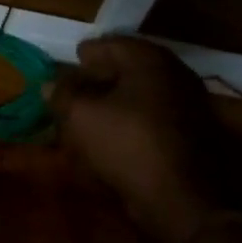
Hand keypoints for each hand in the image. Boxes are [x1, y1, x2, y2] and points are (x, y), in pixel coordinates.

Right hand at [51, 36, 241, 242]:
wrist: (181, 198)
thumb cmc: (128, 144)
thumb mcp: (81, 116)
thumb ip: (63, 93)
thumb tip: (51, 83)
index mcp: (149, 60)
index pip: (113, 43)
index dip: (88, 52)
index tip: (72, 58)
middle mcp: (174, 75)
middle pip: (131, 66)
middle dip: (102, 74)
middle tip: (77, 83)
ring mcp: (187, 105)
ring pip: (142, 92)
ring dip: (116, 98)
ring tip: (90, 110)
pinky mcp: (190, 134)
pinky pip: (152, 115)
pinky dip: (130, 117)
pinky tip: (112, 131)